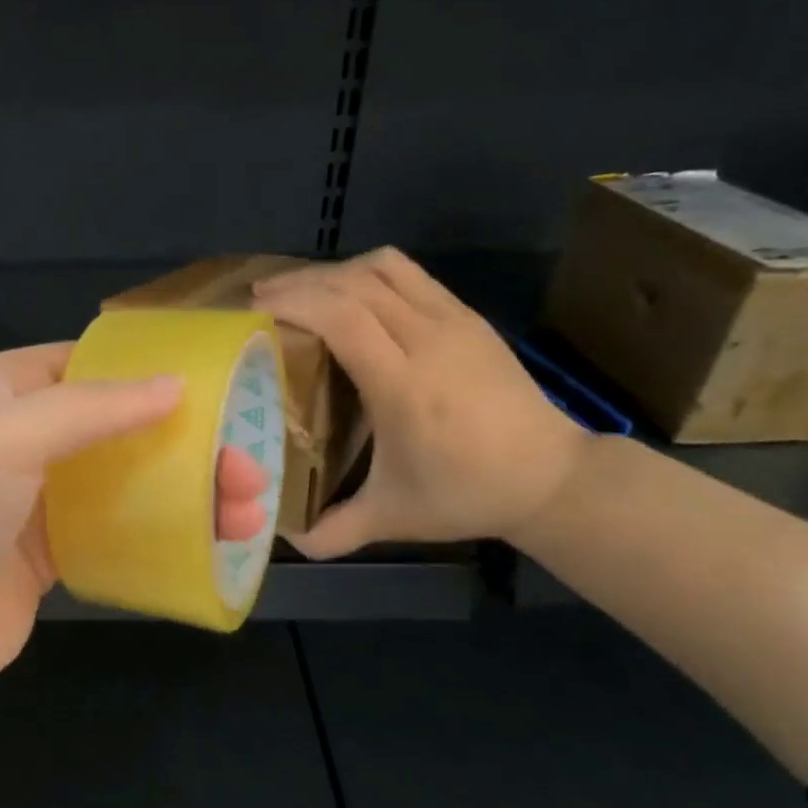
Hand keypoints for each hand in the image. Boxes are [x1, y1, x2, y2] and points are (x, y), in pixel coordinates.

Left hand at [0, 344, 269, 703]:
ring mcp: (36, 498)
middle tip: (248, 470)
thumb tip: (176, 384)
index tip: (217, 391)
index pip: (87, 365)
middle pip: (119, 426)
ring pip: (126, 479)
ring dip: (187, 491)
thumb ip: (92, 407)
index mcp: (1, 391)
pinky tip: (210, 542)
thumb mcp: (8, 439)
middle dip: (187, 444)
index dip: (149, 373)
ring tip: (246, 514)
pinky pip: (117, 528)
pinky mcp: (50, 553)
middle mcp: (19, 437)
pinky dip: (163, 531)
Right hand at [254, 248, 590, 556]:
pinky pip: (408, 274)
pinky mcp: (468, 316)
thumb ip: (335, 530)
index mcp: (406, 386)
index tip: (254, 309)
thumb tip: (284, 539)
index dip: (295, 302)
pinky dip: (366, 274)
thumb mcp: (394, 518)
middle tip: (260, 300)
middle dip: (300, 282)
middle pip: (354, 283)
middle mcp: (430, 341)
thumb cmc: (466, 494)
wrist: (552, 477)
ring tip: (301, 293)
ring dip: (334, 272)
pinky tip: (348, 297)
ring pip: (383, 268)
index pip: (343, 317)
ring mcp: (454, 321)